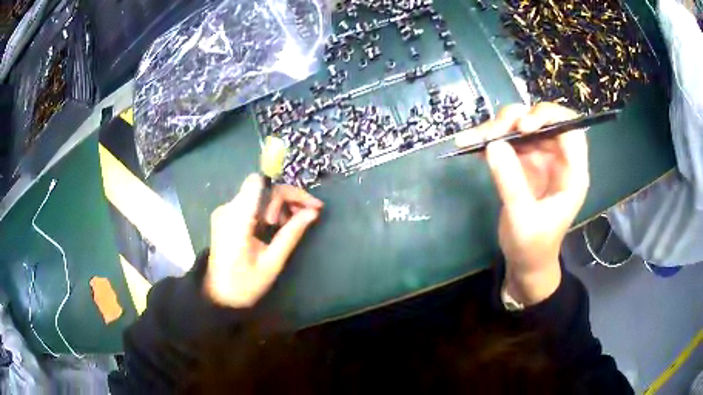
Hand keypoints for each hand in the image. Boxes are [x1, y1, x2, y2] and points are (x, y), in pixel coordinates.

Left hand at [205, 174, 322, 307]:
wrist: (218, 296)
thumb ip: (291, 233)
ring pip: (259, 194)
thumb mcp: (272, 262)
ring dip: (279, 205)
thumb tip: (313, 212)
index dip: (286, 190)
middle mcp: (228, 209)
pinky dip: (268, 210)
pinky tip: (276, 225)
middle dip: (288, 198)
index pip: (260, 183)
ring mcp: (225, 212)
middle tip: (308, 215)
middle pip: (263, 188)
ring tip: (292, 224)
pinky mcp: (226, 217)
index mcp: (237, 219)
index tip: (306, 206)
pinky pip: (251, 203)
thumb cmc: (245, 285)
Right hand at [455, 103, 588, 303]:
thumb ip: (511, 182)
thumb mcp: (523, 218)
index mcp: (572, 172)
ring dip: (498, 128)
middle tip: (492, 133)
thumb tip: (493, 144)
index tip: (523, 127)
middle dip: (515, 121)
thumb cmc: (533, 246)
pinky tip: (472, 145)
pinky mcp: (523, 163)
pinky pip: (507, 141)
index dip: (549, 117)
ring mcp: (539, 159)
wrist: (525, 263)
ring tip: (474, 139)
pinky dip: (489, 140)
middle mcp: (557, 159)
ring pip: (521, 127)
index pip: (570, 129)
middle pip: (541, 121)